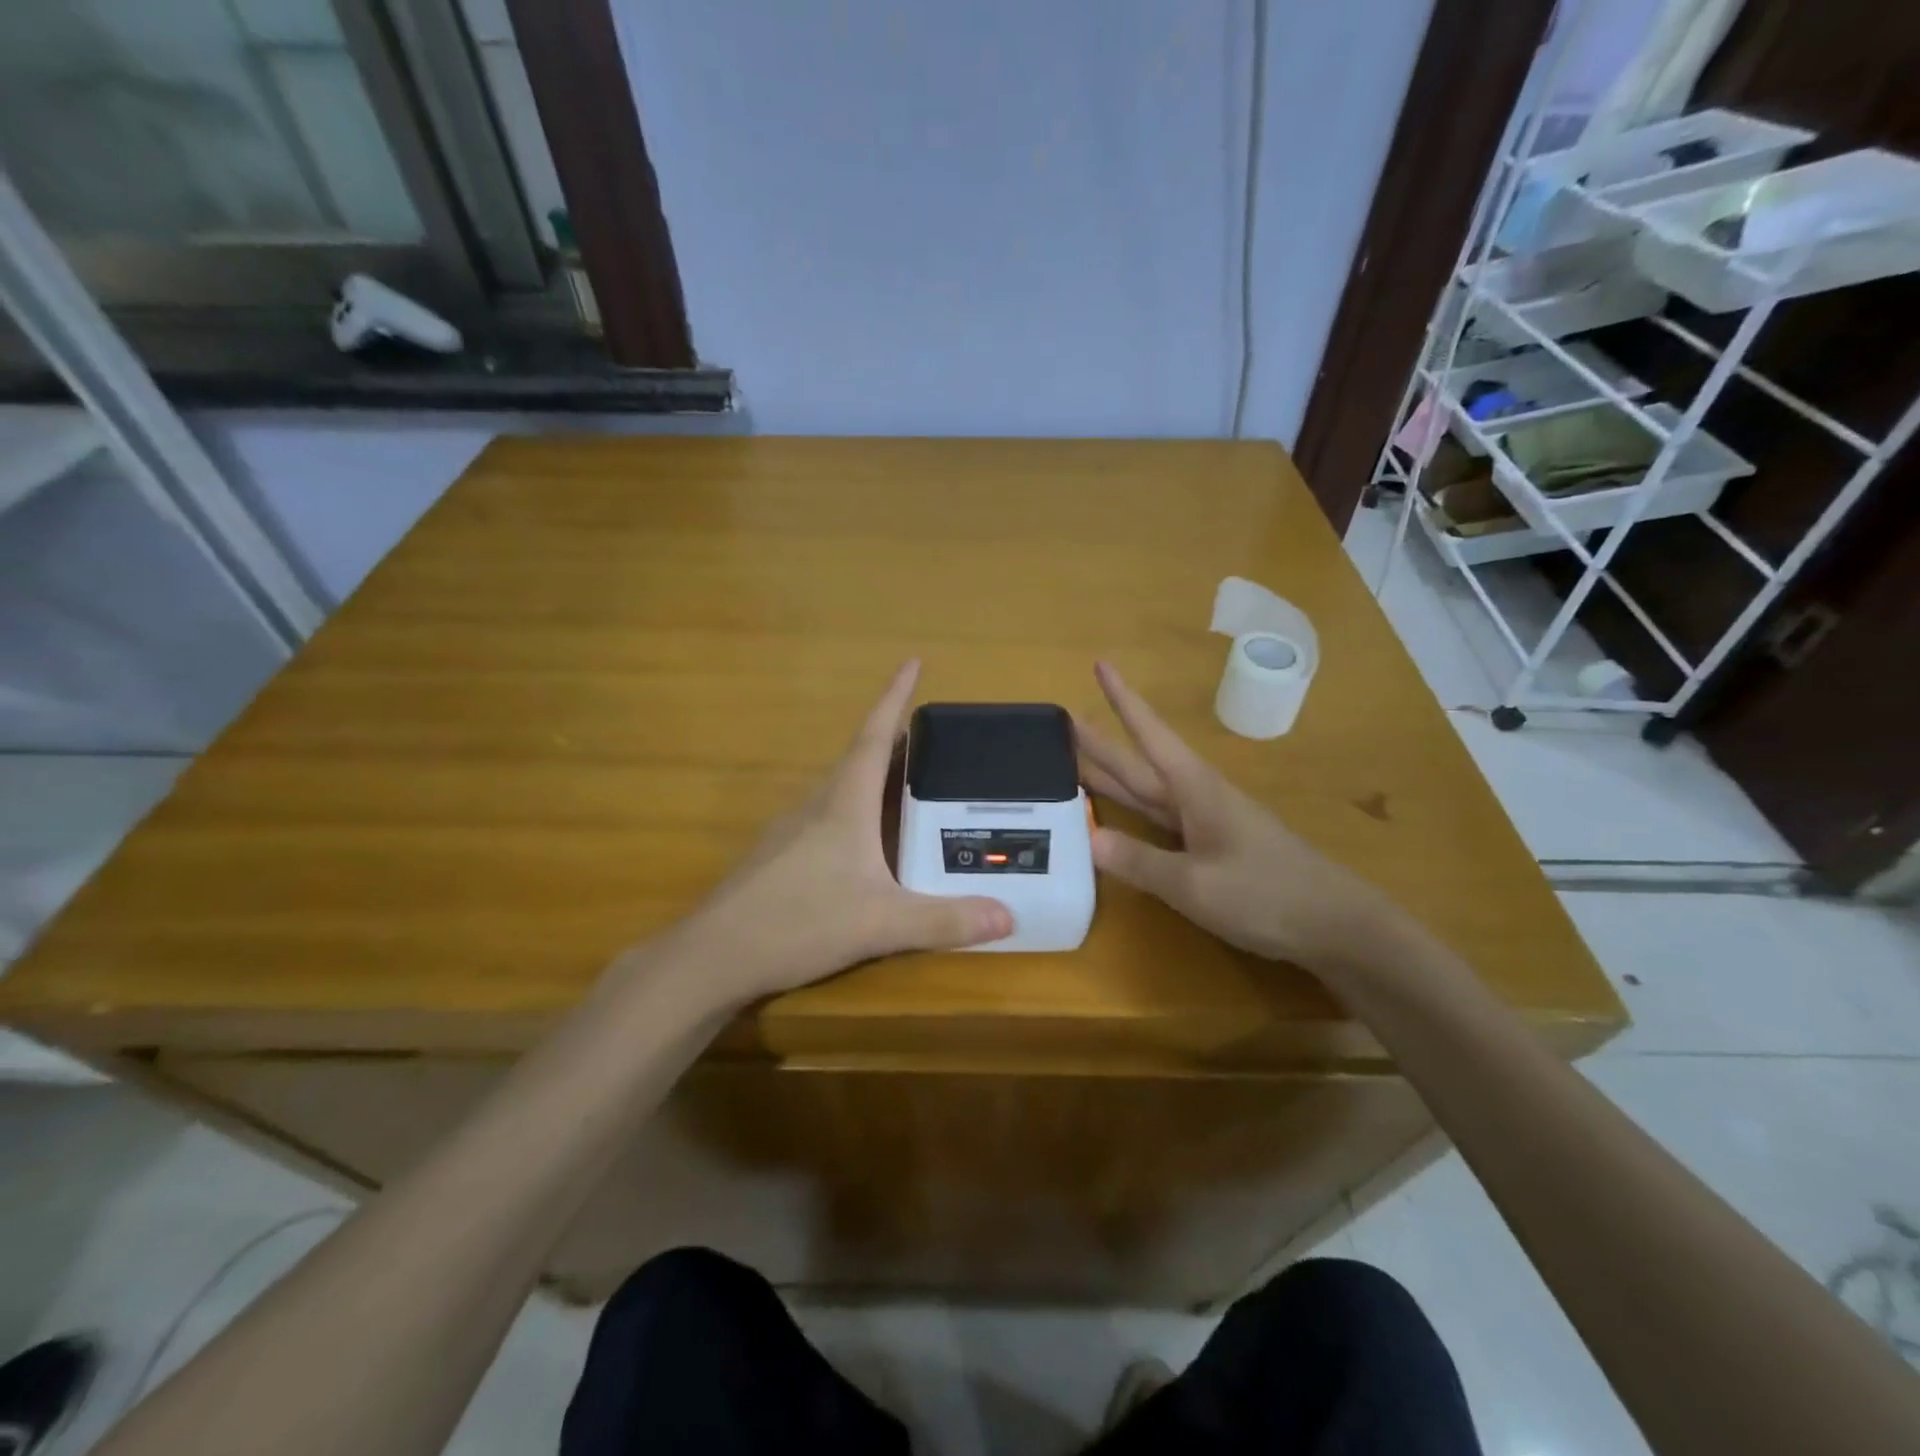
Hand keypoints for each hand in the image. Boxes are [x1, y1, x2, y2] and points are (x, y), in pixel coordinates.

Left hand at [667, 661, 1012, 1004]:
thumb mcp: (881, 924)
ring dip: (873, 777)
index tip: (912, 661)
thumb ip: (944, 920)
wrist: (715, 956)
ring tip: (909, 784)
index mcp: (844, 804)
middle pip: (859, 759)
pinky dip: (855, 812)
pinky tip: (868, 844)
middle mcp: (816, 805)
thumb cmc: (799, 922)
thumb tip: (1009, 918)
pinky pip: (827, 818)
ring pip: (841, 790)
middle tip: (932, 739)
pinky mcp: (779, 857)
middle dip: (895, 742)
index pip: (874, 737)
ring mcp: (791, 830)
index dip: (894, 697)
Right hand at [1076, 661, 1399, 972]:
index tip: (1100, 664)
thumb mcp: (1196, 884)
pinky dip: (1132, 812)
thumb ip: (1141, 861)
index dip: (1122, 700)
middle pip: (1139, 763)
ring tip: (1075, 761)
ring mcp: (1207, 823)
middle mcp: (1197, 797)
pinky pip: (1159, 821)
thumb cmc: (1268, 894)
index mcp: (1194, 790)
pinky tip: (1118, 817)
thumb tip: (1088, 838)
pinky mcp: (1212, 848)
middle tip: (1063, 721)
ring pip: (1147, 791)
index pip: (1148, 734)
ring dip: (1112, 775)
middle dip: (1102, 742)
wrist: (1337, 925)